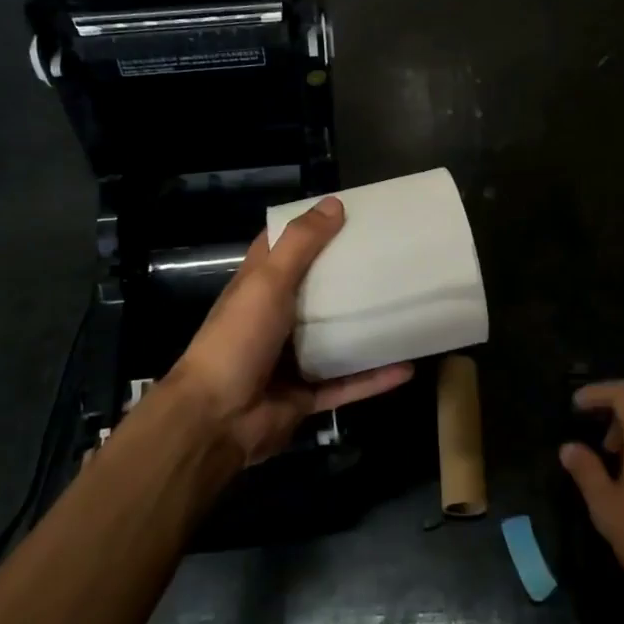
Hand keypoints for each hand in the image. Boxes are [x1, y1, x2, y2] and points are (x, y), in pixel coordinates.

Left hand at [159, 196, 413, 464]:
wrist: (217, 419)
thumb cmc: (238, 339)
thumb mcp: (267, 282)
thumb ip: (300, 244)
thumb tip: (335, 204)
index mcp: (258, 288)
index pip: (282, 248)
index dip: (310, 230)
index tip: (347, 215)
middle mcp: (274, 320)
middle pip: (315, 292)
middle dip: (347, 277)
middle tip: (389, 258)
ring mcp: (291, 360)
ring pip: (335, 340)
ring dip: (365, 329)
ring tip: (404, 309)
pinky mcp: (306, 396)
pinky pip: (346, 384)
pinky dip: (374, 378)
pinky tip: (407, 367)